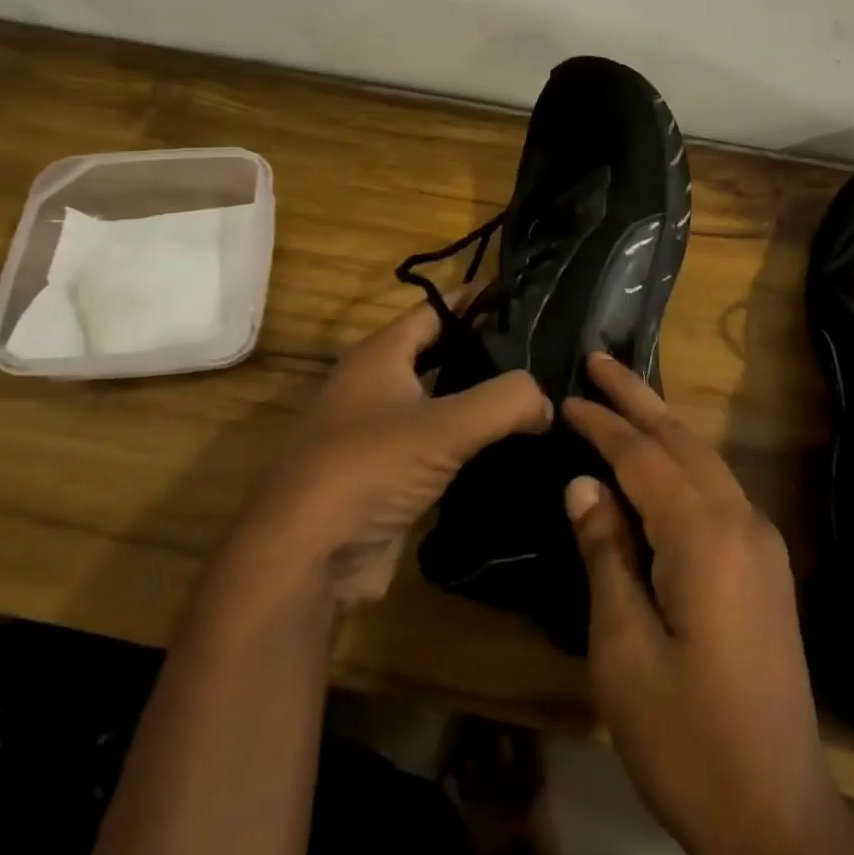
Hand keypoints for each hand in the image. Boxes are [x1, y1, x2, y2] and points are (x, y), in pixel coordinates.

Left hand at [211, 293, 552, 618]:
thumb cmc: (368, 469)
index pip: (437, 308)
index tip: (527, 296)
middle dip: (487, 348)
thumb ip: (506, 401)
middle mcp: (376, 385)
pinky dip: (471, 440)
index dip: (479, 298)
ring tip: (538, 395)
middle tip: (544, 350)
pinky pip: (439, 444)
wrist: (307, 558)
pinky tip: (511, 445)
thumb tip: (546, 400)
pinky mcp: (388, 474)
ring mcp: (380, 432)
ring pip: (441, 400)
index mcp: (380, 355)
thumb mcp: (445, 426)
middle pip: (440, 352)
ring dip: (482, 398)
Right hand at [563, 353, 853, 854]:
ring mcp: (762, 543)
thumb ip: (606, 554)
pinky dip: (684, 462)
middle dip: (639, 398)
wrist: (776, 811)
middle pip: (683, 441)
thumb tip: (583, 483)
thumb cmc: (686, 736)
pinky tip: (662, 461)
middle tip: (600, 359)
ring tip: (625, 396)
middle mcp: (743, 522)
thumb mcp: (624, 648)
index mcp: (706, 537)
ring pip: (706, 462)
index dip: (604, 424)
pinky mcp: (766, 567)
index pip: (645, 457)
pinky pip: (719, 490)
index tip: (568, 394)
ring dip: (664, 425)